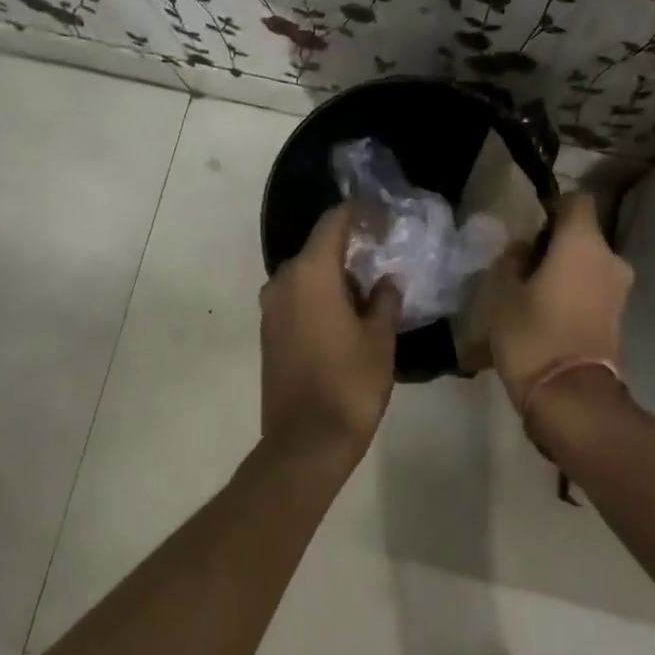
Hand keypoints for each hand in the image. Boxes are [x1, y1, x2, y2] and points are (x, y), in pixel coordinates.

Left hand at [260, 204, 400, 461]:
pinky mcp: (268, 333)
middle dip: (351, 248)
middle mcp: (282, 282)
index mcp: (310, 274)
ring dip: (336, 276)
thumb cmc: (350, 383)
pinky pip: (297, 298)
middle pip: (318, 249)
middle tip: (385, 257)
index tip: (384, 217)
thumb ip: (386, 299)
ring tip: (371, 291)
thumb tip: (386, 281)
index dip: (360, 213)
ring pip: (307, 275)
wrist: (305, 442)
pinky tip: (347, 315)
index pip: (334, 223)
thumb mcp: (380, 338)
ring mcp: (271, 309)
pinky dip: (321, 297)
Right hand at [487, 192, 633, 410]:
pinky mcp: (619, 318)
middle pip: (583, 236)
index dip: (552, 207)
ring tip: (532, 296)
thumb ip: (512, 260)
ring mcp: (619, 291)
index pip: (576, 200)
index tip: (528, 230)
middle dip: (555, 246)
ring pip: (588, 266)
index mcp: (583, 243)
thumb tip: (523, 249)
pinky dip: (574, 295)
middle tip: (523, 268)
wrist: (571, 397)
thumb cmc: (532, 335)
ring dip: (565, 273)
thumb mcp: (502, 293)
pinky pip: (593, 291)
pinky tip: (547, 316)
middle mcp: (610, 259)